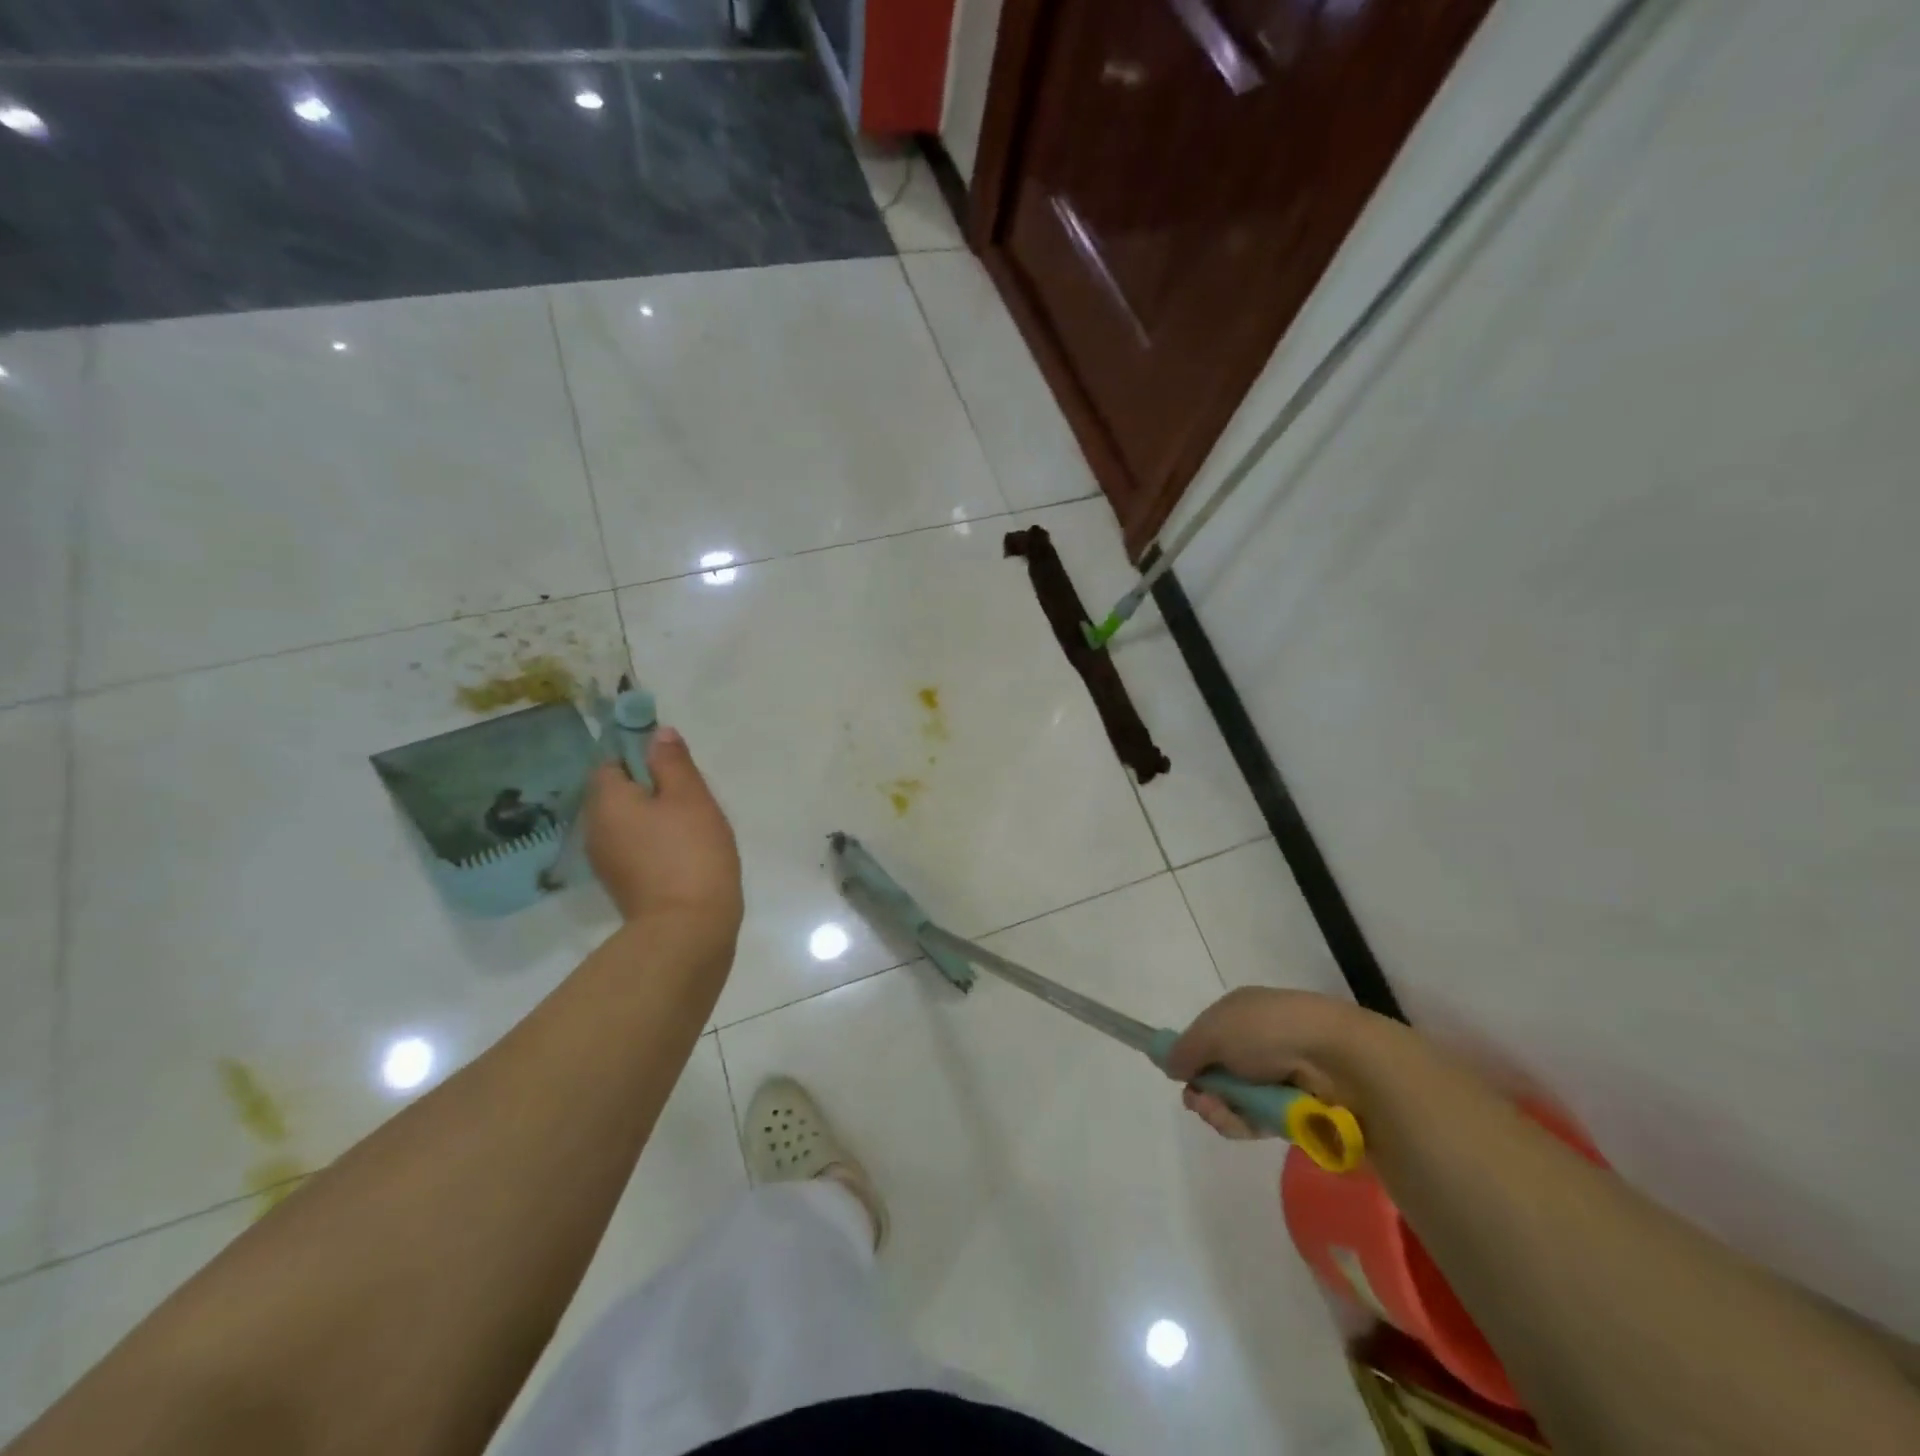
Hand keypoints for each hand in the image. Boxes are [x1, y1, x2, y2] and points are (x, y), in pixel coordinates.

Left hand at [584, 727, 742, 941]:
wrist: (687, 928)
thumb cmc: (690, 852)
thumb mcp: (690, 797)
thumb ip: (672, 762)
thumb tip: (657, 733)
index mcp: (606, 801)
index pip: (611, 763)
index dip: (640, 757)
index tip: (674, 766)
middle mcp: (595, 828)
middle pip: (618, 794)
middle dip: (650, 788)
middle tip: (691, 796)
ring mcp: (605, 861)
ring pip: (627, 822)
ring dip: (653, 817)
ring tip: (692, 825)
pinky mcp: (622, 884)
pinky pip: (634, 848)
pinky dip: (654, 843)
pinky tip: (683, 853)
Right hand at [1164, 987, 1402, 1140]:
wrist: (1338, 1059)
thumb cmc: (1269, 1031)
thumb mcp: (1214, 1030)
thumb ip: (1185, 1048)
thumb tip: (1170, 1064)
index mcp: (1242, 1012)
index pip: (1207, 1036)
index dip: (1191, 1056)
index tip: (1179, 1074)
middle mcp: (1259, 1041)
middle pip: (1218, 1073)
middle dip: (1203, 1091)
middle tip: (1201, 1102)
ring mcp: (1279, 1077)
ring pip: (1235, 1101)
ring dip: (1221, 1111)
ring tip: (1221, 1113)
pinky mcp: (1295, 1110)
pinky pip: (1259, 1122)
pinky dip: (1245, 1125)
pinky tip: (1242, 1124)